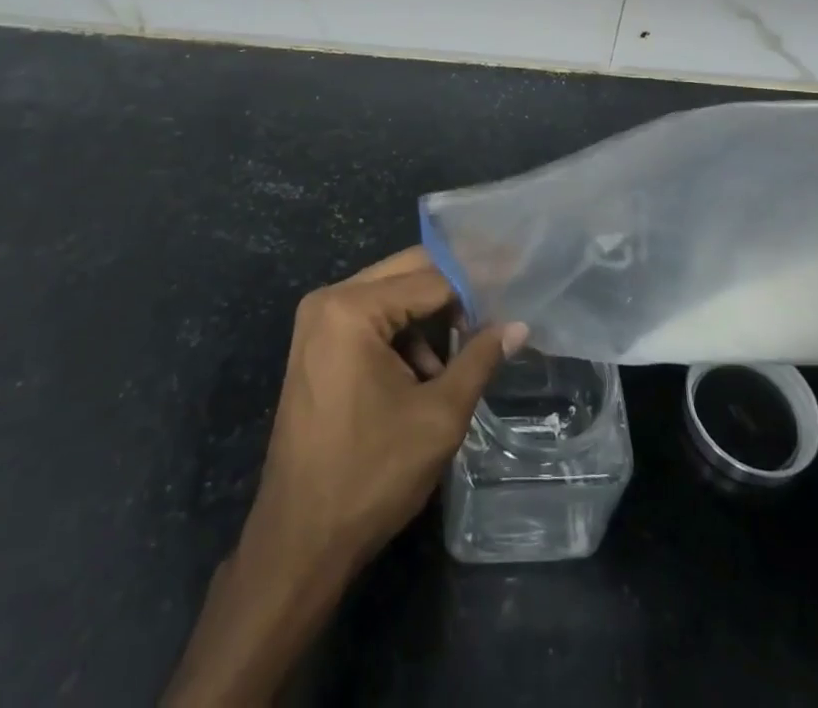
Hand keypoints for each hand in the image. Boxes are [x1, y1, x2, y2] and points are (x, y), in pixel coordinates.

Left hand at [164, 248, 523, 706]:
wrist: (299, 542)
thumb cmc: (371, 475)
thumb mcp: (439, 416)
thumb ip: (479, 359)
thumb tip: (518, 325)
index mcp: (352, 308)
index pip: (430, 278)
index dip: (476, 285)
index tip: (513, 290)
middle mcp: (328, 300)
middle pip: (406, 274)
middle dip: (453, 291)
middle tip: (498, 306)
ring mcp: (317, 322)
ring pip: (390, 296)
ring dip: (428, 317)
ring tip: (463, 354)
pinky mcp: (316, 346)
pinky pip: (370, 320)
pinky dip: (401, 336)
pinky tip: (425, 375)